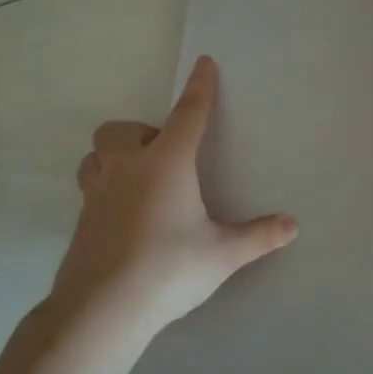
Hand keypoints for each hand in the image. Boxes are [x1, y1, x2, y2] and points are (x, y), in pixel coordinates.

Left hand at [50, 56, 297, 334]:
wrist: (101, 309)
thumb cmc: (169, 269)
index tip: (204, 64)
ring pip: (96, 155)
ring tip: (139, 179)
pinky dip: (107, 188)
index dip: (199, 88)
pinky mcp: (80, 221)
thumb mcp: (222, 254)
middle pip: (122, 129)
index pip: (188, 114)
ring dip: (115, 156)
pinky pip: (91, 188)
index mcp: (166, 164)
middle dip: (142, 132)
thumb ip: (258, 236)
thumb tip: (292, 225)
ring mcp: (96, 194)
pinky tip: (125, 217)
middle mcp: (127, 169)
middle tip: (165, 158)